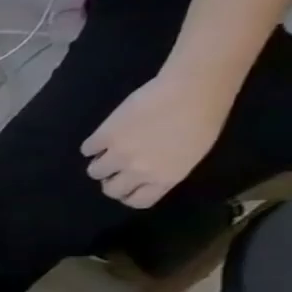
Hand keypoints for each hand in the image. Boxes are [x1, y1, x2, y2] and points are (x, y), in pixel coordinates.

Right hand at [80, 72, 231, 207]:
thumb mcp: (191, 153)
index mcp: (165, 177)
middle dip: (111, 181)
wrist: (193, 90)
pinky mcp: (103, 137)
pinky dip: (93, 145)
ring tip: (108, 150)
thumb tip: (141, 174)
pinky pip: (87, 149)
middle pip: (111, 190)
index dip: (129, 194)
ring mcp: (118, 154)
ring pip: (95, 171)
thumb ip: (165, 169)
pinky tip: (104, 136)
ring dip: (100, 162)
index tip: (128, 185)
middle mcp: (139, 171)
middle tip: (115, 168)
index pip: (137, 201)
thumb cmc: (203, 119)